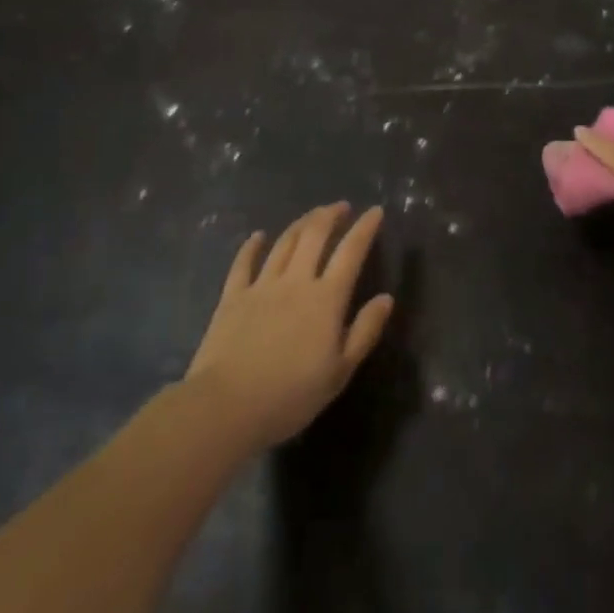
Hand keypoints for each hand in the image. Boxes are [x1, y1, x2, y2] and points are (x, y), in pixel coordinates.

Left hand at [185, 203, 394, 448]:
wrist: (227, 406)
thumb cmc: (291, 395)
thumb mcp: (340, 371)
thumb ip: (364, 331)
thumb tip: (386, 298)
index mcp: (326, 299)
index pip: (350, 252)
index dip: (365, 228)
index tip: (375, 210)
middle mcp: (295, 281)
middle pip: (315, 236)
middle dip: (330, 216)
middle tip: (341, 206)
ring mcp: (261, 285)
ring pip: (284, 243)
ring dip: (301, 224)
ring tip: (312, 215)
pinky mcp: (232, 296)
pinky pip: (243, 263)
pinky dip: (252, 246)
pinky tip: (258, 236)